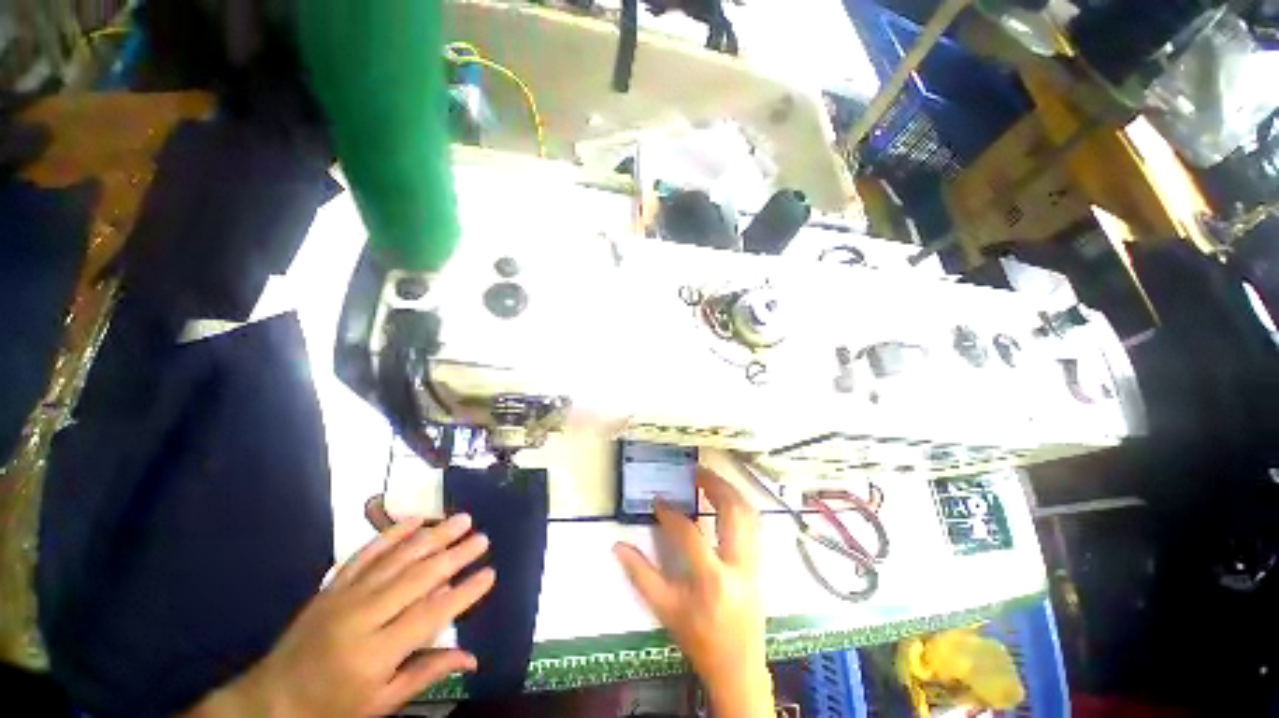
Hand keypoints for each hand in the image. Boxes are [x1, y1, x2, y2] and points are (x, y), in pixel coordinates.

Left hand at [189, 513, 494, 717]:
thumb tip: (472, 658)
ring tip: (461, 519)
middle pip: (417, 578)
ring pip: (396, 558)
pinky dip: (392, 533)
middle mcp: (362, 617)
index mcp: (375, 653)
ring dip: (432, 535)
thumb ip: (426, 673)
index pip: (429, 615)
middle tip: (482, 538)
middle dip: (455, 555)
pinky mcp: (333, 585)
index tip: (490, 573)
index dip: (463, 593)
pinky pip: (366, 553)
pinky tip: (415, 519)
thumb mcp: (381, 703)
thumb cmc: (333, 707)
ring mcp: (345, 596)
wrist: (273, 699)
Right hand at [613, 468, 772, 716]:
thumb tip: (618, 546)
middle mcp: (739, 566)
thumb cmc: (699, 639)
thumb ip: (641, 576)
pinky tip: (727, 499)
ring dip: (730, 491)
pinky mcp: (760, 563)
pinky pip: (755, 524)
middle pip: (733, 513)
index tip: (659, 502)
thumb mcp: (666, 610)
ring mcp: (754, 563)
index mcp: (712, 580)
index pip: (690, 534)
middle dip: (714, 486)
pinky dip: (741, 505)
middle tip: (695, 472)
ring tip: (710, 479)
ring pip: (749, 515)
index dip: (672, 514)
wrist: (739, 668)